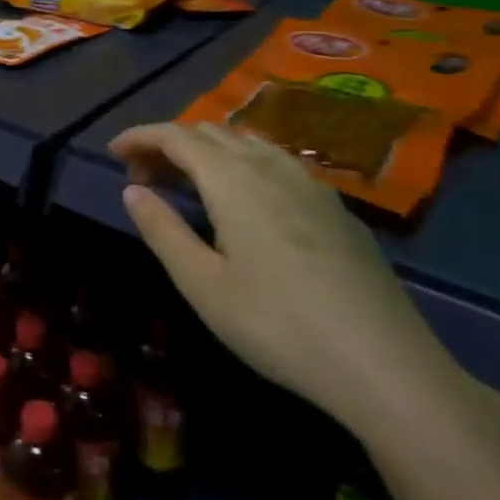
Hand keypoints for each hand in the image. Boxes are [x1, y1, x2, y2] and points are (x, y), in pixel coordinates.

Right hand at [109, 122, 469, 440]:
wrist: (386, 366)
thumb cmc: (278, 325)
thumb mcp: (202, 284)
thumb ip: (163, 230)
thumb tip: (132, 190)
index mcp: (233, 180)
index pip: (177, 136)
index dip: (141, 136)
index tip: (113, 151)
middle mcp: (271, 167)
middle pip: (211, 133)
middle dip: (169, 143)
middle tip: (142, 175)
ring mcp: (310, 184)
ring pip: (246, 143)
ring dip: (207, 151)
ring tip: (186, 182)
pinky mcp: (336, 208)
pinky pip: (276, 161)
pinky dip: (242, 162)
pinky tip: (243, 198)